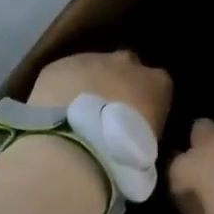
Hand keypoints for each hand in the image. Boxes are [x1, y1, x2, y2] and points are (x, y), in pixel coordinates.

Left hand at [27, 50, 172, 139]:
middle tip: (106, 112)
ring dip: (88, 83)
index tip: (137, 118)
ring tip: (77, 113)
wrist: (76, 147)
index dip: (145, 99)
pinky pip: (64, 74)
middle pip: (126, 65)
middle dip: (118, 82)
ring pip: (93, 66)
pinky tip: (55, 111)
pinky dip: (62, 88)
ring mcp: (92, 59)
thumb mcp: (149, 146)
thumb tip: (136, 132)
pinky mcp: (60, 65)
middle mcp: (128, 62)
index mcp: (158, 82)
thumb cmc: (124, 154)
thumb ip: (146, 128)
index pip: (158, 83)